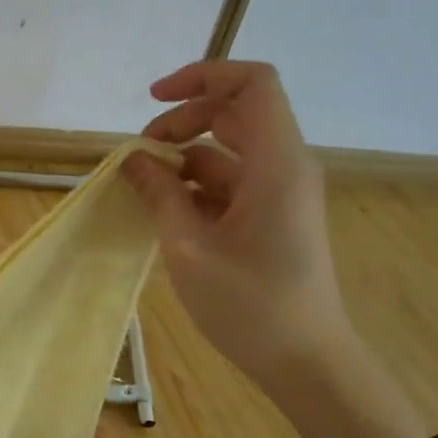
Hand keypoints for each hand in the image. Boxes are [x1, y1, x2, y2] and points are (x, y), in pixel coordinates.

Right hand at [124, 60, 354, 389]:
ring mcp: (281, 193)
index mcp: (276, 164)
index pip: (252, 84)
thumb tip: (132, 159)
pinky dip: (196, 185)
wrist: (305, 361)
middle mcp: (285, 167)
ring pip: (230, 150)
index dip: (202, 76)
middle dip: (182, 121)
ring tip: (142, 186)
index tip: (153, 100)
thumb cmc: (249, 305)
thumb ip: (160, 194)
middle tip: (138, 155)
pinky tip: (165, 209)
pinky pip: (232, 182)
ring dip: (184, 156)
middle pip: (236, 113)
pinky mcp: (273, 217)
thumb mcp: (189, 247)